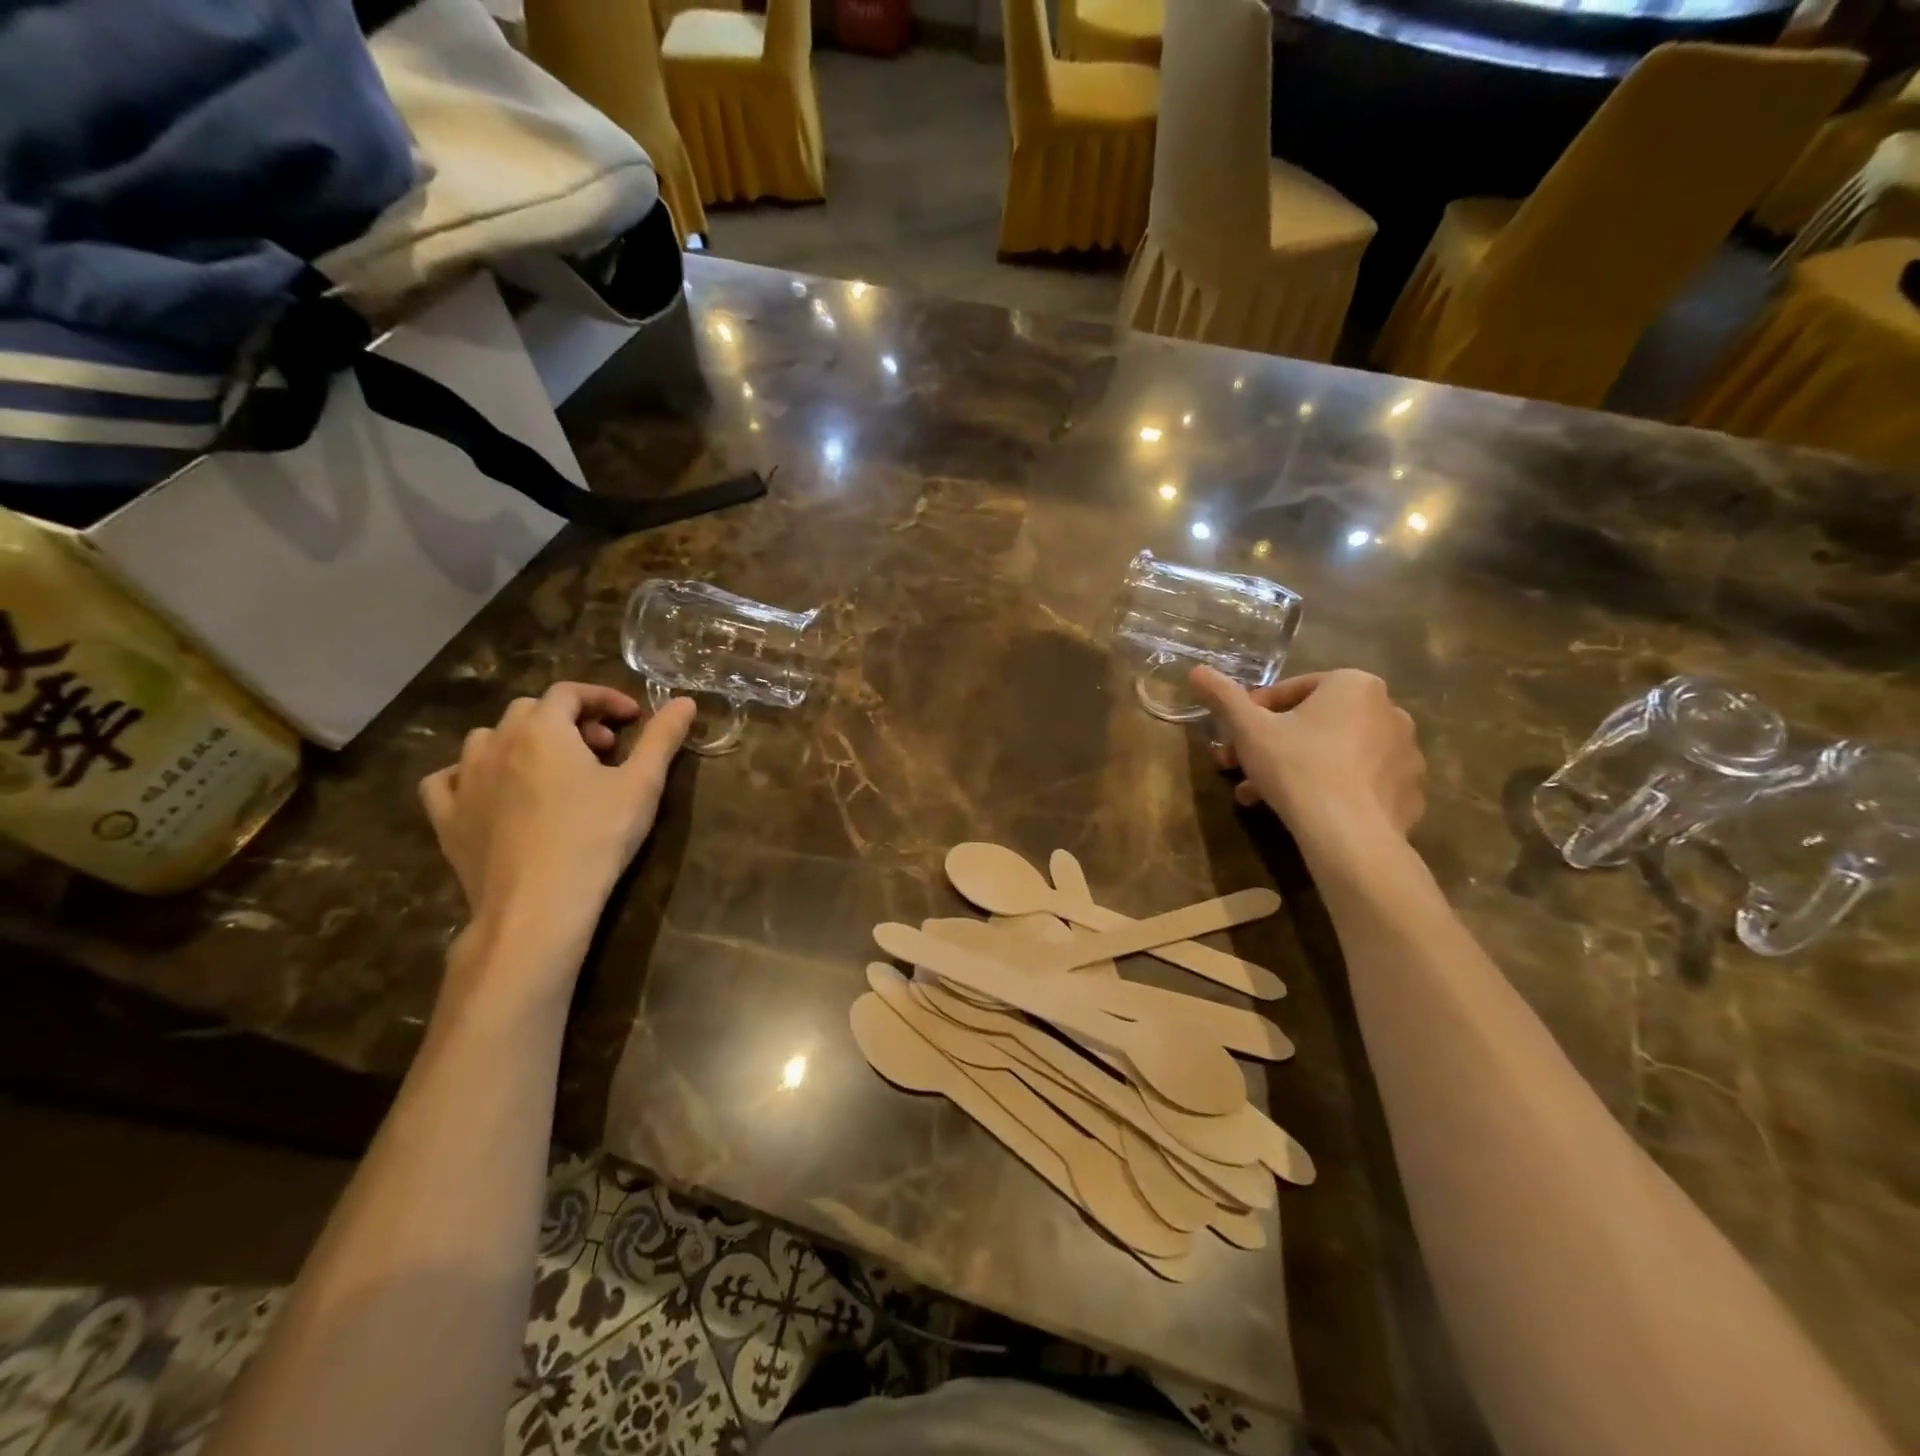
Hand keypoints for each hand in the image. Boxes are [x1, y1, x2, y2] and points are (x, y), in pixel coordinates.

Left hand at [419, 684, 695, 944]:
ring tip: (553, 771)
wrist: (539, 904)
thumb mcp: (642, 784)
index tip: (633, 719)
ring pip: (487, 739)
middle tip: (603, 750)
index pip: (570, 692)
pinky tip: (492, 791)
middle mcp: (497, 743)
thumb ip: (663, 738)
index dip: (603, 698)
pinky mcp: (446, 818)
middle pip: (530, 711)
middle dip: (569, 721)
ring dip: (523, 742)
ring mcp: (464, 781)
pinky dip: (471, 775)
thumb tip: (685, 701)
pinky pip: (447, 780)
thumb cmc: (597, 836)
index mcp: (543, 729)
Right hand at [1189, 666, 1424, 838]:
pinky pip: (1363, 782)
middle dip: (1273, 744)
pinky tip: (1309, 809)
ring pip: (1337, 753)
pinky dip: (1336, 789)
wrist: (1347, 833)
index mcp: (1354, 685)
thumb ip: (1223, 697)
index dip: (1254, 712)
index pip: (1292, 690)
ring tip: (1263, 796)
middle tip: (1242, 768)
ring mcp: (1406, 753)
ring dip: (1298, 767)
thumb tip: (1196, 670)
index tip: (1234, 737)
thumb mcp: (1248, 729)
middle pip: (1315, 723)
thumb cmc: (1296, 767)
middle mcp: (1389, 710)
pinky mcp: (1409, 791)